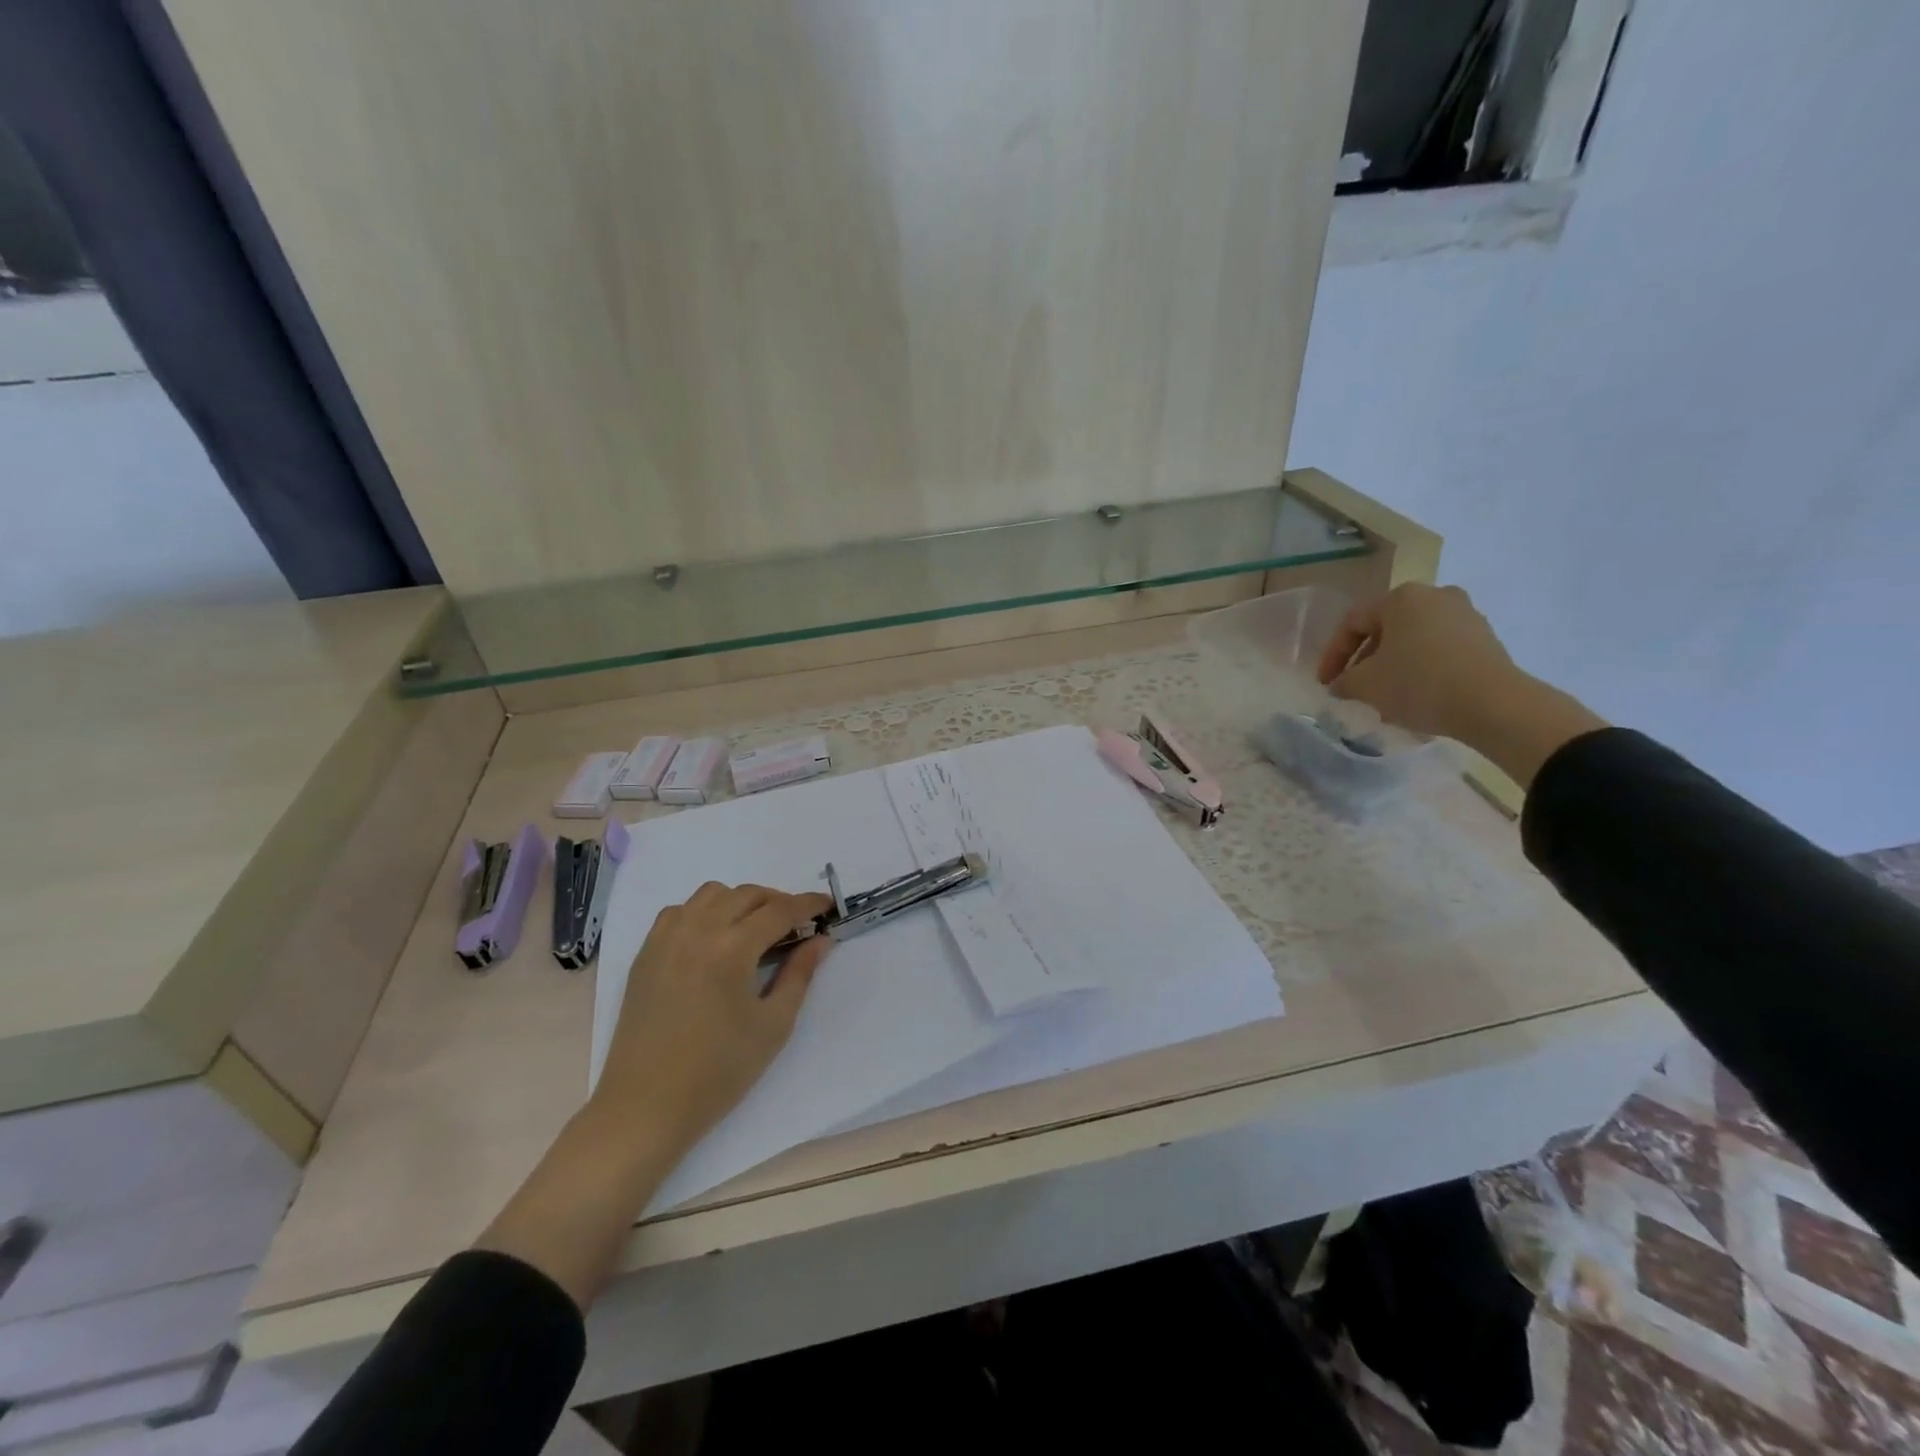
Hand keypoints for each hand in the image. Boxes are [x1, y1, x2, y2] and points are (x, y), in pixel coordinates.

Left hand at [592, 883, 833, 1155]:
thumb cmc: (718, 1072)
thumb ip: (799, 974)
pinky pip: (679, 911)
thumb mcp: (773, 1025)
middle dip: (778, 902)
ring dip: (740, 901)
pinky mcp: (646, 953)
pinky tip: (713, 938)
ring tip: (755, 928)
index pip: (779, 910)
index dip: (808, 904)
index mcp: (732, 949)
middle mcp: (697, 931)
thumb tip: (820, 940)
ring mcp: (666, 939)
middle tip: (796, 925)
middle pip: (747, 895)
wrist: (646, 1107)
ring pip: (711, 894)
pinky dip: (703, 911)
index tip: (829, 906)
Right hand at [1317, 582, 1606, 788]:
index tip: (1326, 683)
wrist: (1493, 704)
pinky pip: (1440, 650)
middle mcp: (1435, 596)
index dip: (1332, 655)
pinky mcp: (1485, 639)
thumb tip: (1341, 684)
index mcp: (1401, 598)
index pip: (1352, 622)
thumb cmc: (1418, 683)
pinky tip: (1416, 694)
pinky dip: (1421, 668)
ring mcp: (1465, 615)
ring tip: (1384, 695)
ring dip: (1393, 665)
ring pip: (1413, 639)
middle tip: (1354, 687)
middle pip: (1385, 628)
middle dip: (1365, 659)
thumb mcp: (1365, 685)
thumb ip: (1344, 681)